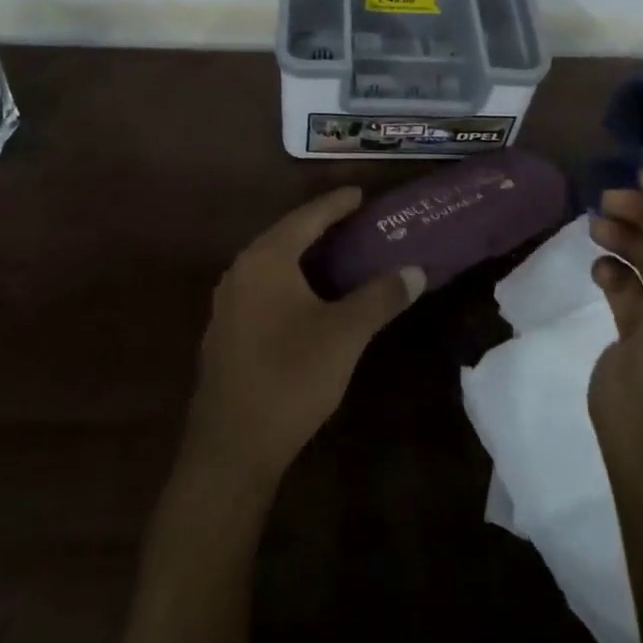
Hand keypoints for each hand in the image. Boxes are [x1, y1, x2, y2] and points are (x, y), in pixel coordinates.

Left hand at [183, 186, 424, 486]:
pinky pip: (263, 288)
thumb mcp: (345, 335)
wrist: (231, 448)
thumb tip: (416, 270)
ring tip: (338, 254)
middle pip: (286, 235)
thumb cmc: (290, 378)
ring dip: (304, 256)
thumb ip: (380, 297)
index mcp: (266, 259)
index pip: (307, 217)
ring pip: (273, 263)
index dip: (336, 204)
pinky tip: (310, 297)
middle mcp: (241, 271)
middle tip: (356, 221)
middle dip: (320, 227)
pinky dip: (290, 280)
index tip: (361, 193)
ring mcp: (228, 302)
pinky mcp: (227, 331)